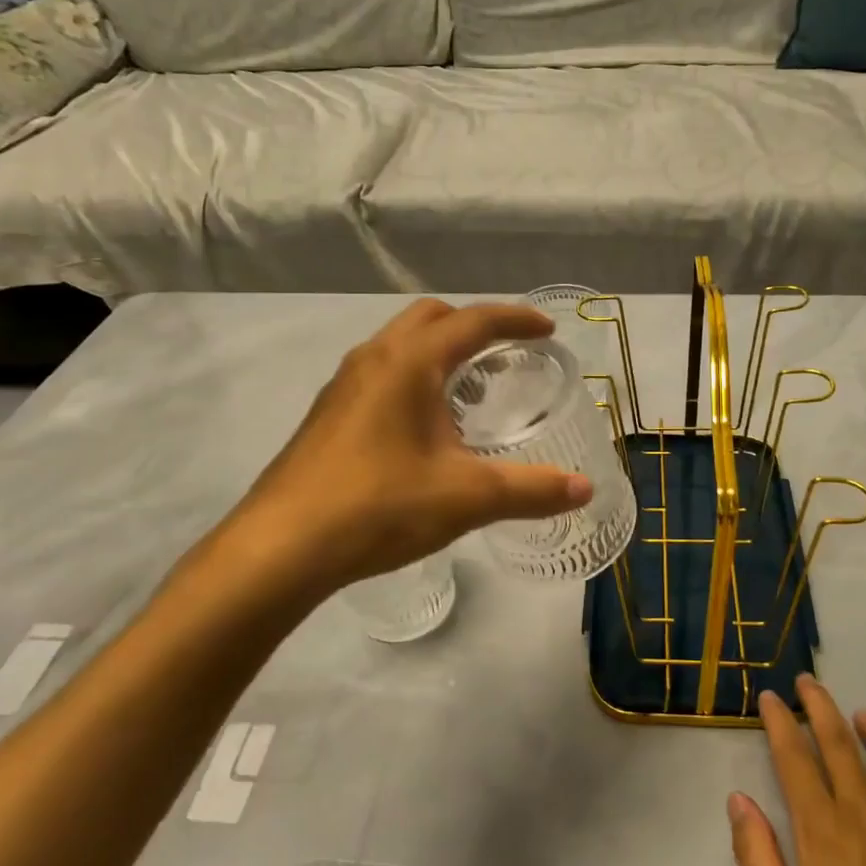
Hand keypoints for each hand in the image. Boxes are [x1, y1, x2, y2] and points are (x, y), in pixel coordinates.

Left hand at [203, 299, 593, 603]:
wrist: (281, 547)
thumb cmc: (379, 506)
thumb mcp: (467, 497)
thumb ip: (531, 489)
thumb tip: (584, 489)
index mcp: (410, 362)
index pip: (474, 321)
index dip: (516, 320)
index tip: (547, 332)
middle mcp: (374, 358)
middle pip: (432, 318)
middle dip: (473, 327)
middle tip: (505, 358)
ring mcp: (343, 385)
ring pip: (400, 345)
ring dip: (440, 353)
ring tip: (470, 393)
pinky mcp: (327, 414)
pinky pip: (380, 373)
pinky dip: (413, 378)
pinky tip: (424, 429)